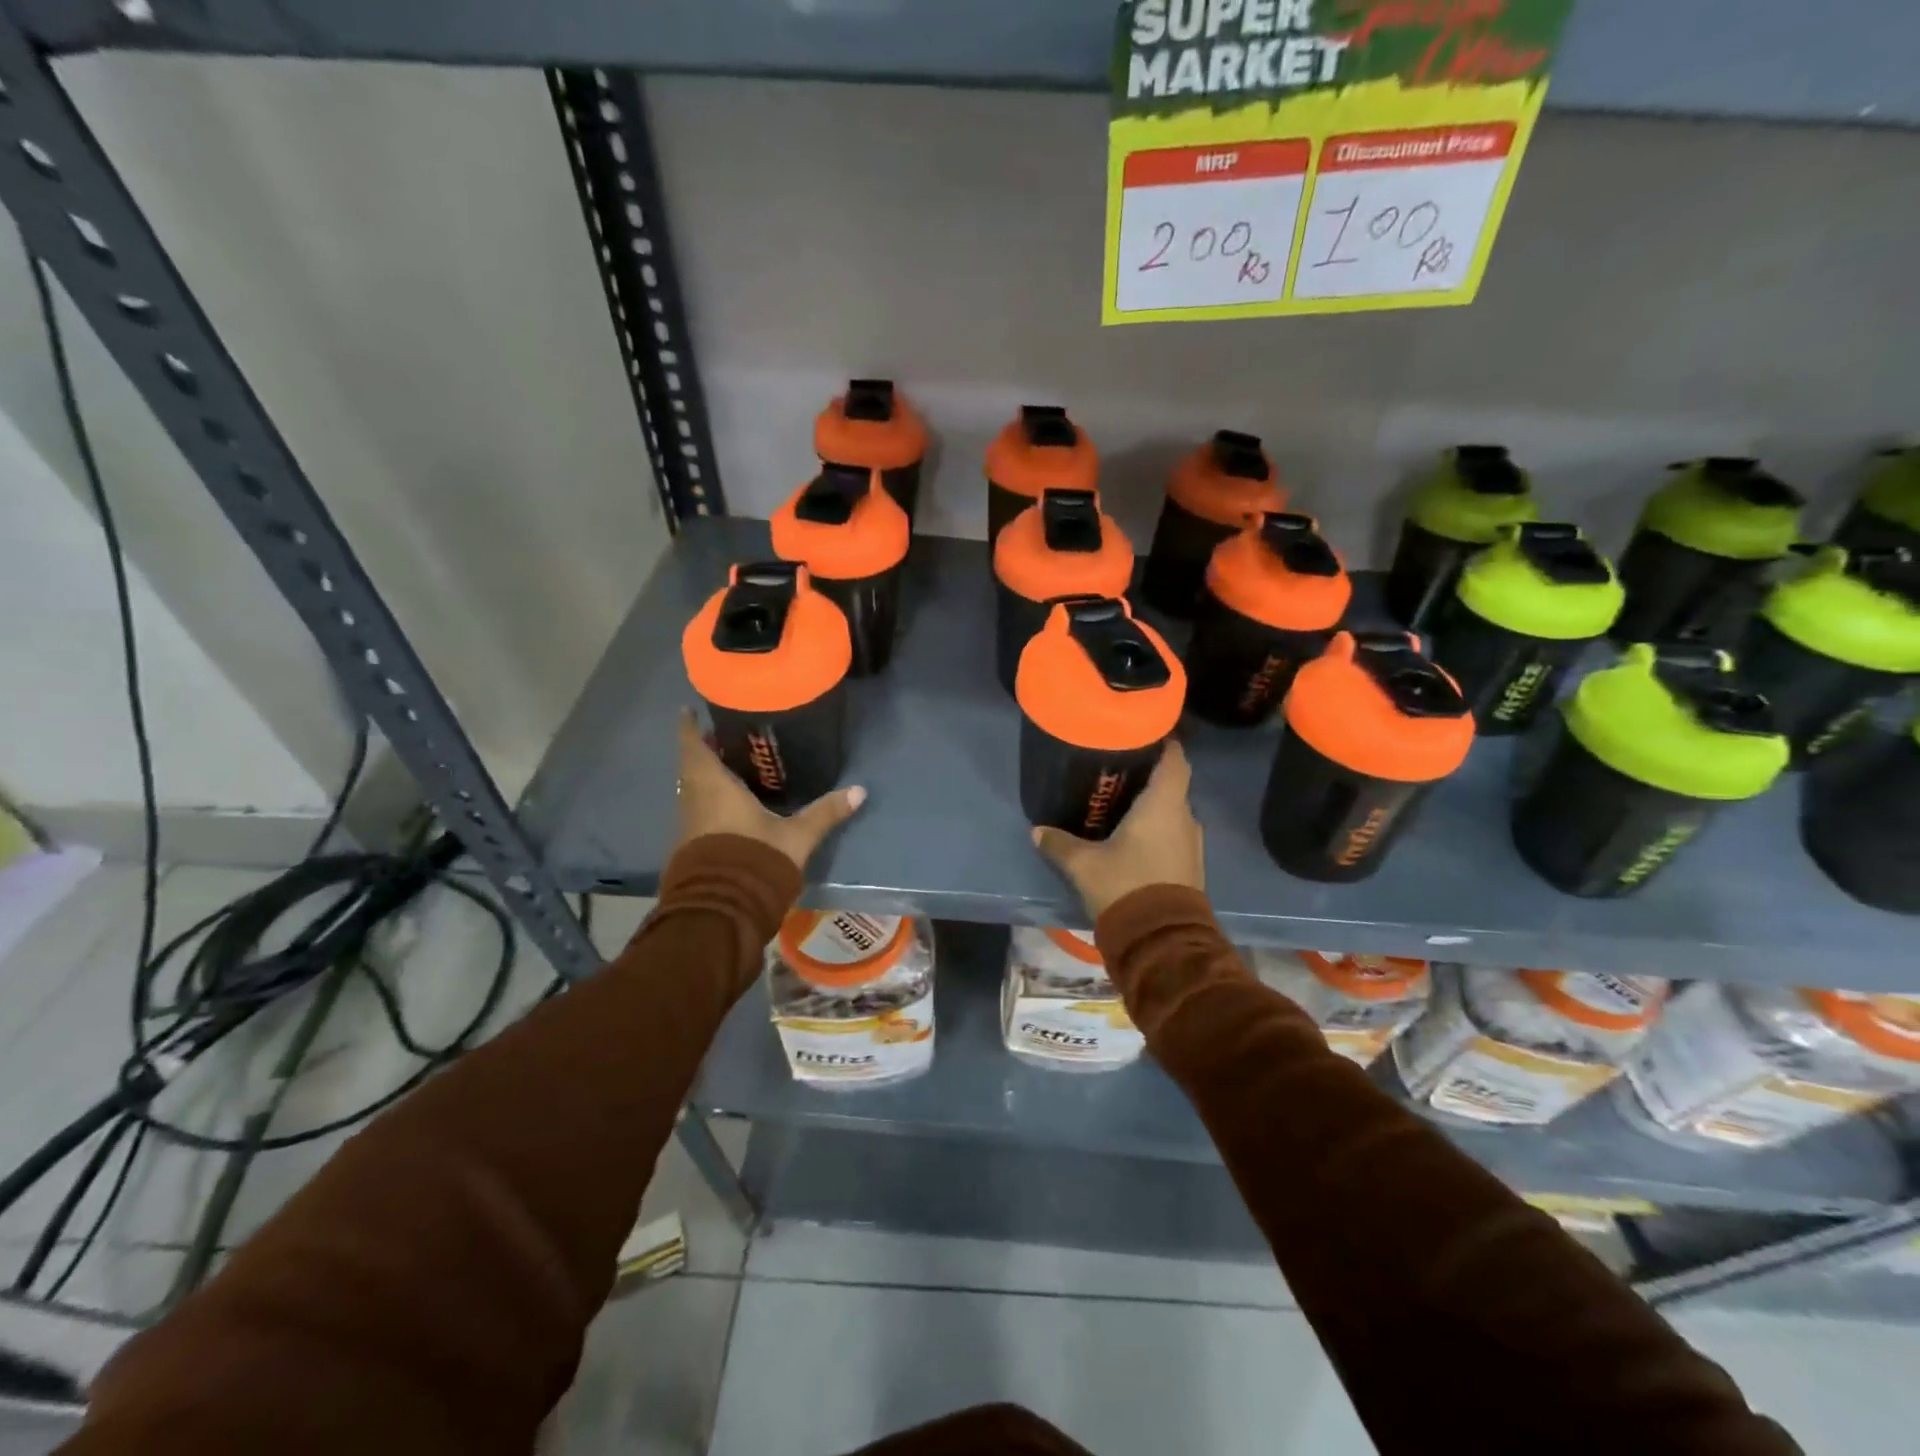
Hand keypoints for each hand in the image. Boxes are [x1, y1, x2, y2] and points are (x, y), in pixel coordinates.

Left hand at [675, 708, 865, 871]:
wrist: (723, 910)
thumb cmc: (756, 859)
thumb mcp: (797, 836)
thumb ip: (825, 813)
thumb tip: (860, 791)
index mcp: (714, 786)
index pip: (692, 747)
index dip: (689, 727)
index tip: (688, 710)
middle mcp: (694, 800)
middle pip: (692, 767)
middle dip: (704, 751)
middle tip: (724, 738)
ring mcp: (688, 826)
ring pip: (692, 790)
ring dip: (705, 777)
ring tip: (729, 767)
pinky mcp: (690, 847)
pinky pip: (696, 811)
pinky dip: (707, 800)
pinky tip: (728, 804)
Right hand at [1032, 740, 1204, 920]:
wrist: (1162, 940)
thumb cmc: (1125, 886)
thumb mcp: (1084, 865)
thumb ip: (1060, 844)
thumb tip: (1037, 831)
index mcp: (1164, 804)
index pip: (1175, 759)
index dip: (1164, 743)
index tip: (1144, 735)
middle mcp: (1184, 817)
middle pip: (1173, 784)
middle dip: (1150, 776)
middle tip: (1119, 771)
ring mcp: (1192, 843)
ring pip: (1174, 812)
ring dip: (1154, 806)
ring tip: (1122, 803)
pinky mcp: (1191, 866)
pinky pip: (1175, 834)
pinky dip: (1158, 829)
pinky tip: (1133, 837)